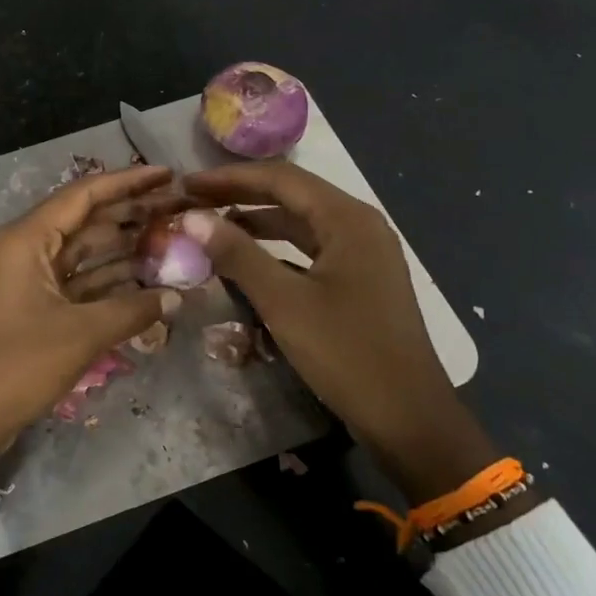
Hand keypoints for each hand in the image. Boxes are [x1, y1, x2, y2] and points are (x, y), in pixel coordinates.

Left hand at [0, 165, 183, 482]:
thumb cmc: (16, 365)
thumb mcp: (80, 335)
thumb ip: (132, 310)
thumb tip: (176, 296)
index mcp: (27, 239)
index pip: (84, 195)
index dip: (128, 182)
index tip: (168, 174)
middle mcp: (26, 248)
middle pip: (86, 220)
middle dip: (131, 214)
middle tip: (179, 208)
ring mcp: (28, 278)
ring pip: (83, 252)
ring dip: (123, 248)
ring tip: (171, 240)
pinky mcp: (33, 306)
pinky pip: (76, 281)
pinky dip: (107, 280)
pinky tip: (145, 280)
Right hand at [182, 161, 496, 504]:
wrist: (408, 417)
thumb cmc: (346, 353)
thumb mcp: (284, 302)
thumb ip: (237, 254)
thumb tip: (192, 218)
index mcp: (347, 219)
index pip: (279, 178)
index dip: (229, 178)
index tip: (186, 185)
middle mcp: (359, 225)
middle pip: (291, 195)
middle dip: (240, 196)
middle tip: (192, 202)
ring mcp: (363, 253)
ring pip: (300, 222)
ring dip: (256, 221)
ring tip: (210, 226)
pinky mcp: (360, 279)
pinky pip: (310, 248)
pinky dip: (276, 248)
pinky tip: (246, 259)